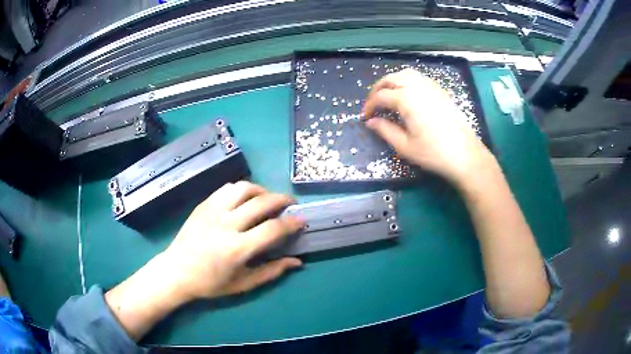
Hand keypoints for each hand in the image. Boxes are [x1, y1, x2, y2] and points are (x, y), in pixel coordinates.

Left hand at [162, 181, 303, 300]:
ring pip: (244, 188)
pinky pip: (227, 188)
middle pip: (261, 202)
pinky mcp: (203, 204)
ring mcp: (212, 211)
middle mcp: (226, 224)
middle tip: (290, 203)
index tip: (301, 220)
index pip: (272, 229)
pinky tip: (245, 198)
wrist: (177, 271)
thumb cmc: (210, 283)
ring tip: (267, 198)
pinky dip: (242, 189)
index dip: (291, 223)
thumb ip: (272, 271)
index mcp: (237, 248)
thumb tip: (297, 262)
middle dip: (281, 199)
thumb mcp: (243, 284)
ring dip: (261, 190)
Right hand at [362, 69, 493, 185]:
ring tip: (388, 94)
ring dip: (393, 81)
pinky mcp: (441, 91)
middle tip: (373, 103)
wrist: (465, 155)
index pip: (381, 96)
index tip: (365, 117)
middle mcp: (418, 87)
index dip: (370, 105)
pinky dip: (408, 81)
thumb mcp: (405, 146)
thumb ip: (385, 130)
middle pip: (392, 79)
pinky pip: (420, 78)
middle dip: (378, 88)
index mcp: (407, 99)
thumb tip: (371, 121)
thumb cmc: (434, 153)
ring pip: (406, 74)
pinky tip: (408, 94)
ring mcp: (431, 87)